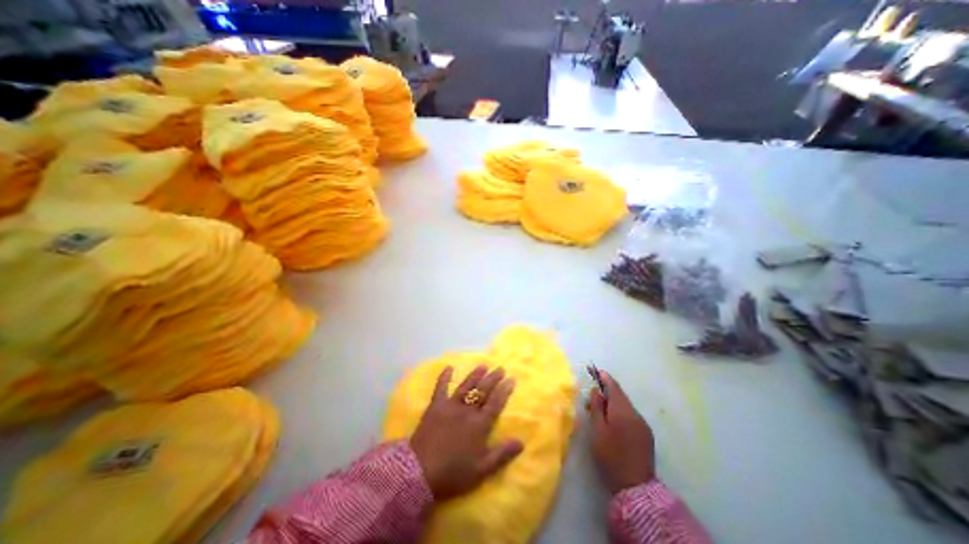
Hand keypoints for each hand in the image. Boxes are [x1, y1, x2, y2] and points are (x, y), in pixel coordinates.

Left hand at [407, 366, 522, 500]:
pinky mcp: (435, 406)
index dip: (504, 390)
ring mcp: (450, 406)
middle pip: (483, 391)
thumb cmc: (454, 473)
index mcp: (480, 425)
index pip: (495, 403)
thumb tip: (522, 441)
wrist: (420, 472)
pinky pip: (440, 388)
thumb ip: (502, 454)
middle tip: (500, 368)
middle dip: (493, 378)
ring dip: (475, 375)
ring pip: (466, 386)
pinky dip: (444, 377)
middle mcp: (467, 410)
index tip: (511, 379)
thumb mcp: (482, 470)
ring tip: (483, 365)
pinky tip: (448, 367)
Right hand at [587, 371, 654, 495]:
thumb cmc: (611, 455)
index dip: (604, 377)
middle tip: (592, 397)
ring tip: (599, 411)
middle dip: (607, 393)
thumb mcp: (598, 430)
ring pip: (625, 407)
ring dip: (613, 404)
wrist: (635, 488)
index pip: (614, 387)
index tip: (596, 370)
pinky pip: (631, 417)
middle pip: (620, 396)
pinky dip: (620, 414)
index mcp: (623, 410)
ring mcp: (643, 425)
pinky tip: (612, 422)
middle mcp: (636, 414)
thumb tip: (597, 390)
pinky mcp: (646, 436)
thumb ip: (597, 407)